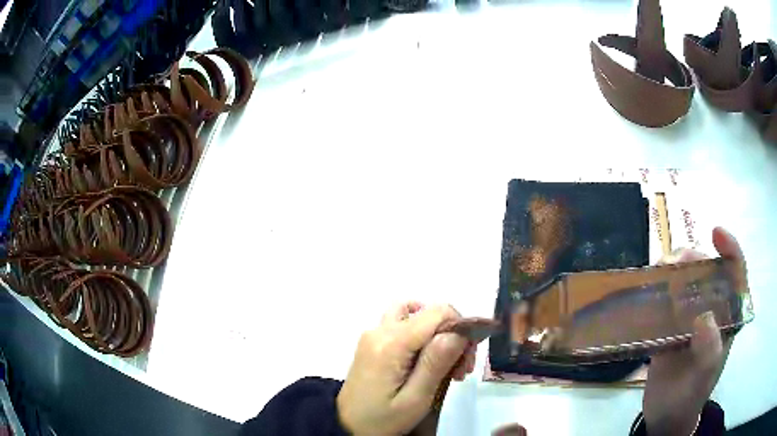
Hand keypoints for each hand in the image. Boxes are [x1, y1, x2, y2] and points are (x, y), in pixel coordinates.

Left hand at [336, 303, 476, 434]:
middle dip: (452, 334)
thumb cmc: (382, 419)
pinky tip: (427, 363)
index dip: (460, 327)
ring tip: (445, 366)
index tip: (467, 359)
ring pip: (415, 316)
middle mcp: (380, 330)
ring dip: (437, 333)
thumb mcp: (414, 399)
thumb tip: (459, 332)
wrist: (346, 427)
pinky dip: (422, 337)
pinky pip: (404, 327)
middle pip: (428, 313)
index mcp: (391, 343)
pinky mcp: (373, 343)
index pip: (437, 312)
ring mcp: (373, 335)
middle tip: (460, 369)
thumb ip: (436, 363)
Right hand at [643, 227, 744, 435]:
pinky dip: (657, 292)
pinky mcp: (669, 329)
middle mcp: (710, 312)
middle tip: (675, 261)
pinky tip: (646, 289)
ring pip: (685, 284)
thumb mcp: (703, 379)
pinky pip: (665, 303)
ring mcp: (689, 320)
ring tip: (657, 272)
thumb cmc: (689, 398)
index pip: (736, 275)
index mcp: (726, 319)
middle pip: (708, 273)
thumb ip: (710, 351)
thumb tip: (705, 317)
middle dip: (694, 259)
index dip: (730, 249)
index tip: (715, 232)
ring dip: (673, 272)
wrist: (665, 418)